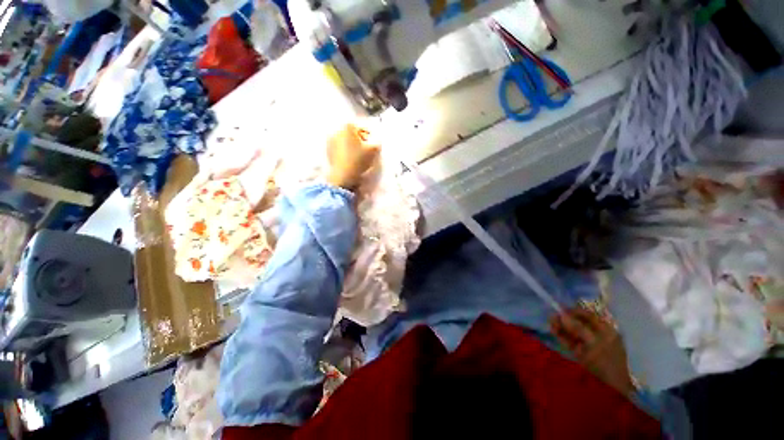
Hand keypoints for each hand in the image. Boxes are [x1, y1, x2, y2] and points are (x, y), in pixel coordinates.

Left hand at [326, 123, 379, 190]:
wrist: (342, 175)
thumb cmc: (358, 160)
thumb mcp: (373, 151)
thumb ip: (377, 142)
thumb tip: (376, 141)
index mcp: (348, 127)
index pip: (361, 127)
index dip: (369, 135)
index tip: (372, 143)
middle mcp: (337, 130)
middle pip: (352, 133)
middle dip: (359, 140)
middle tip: (366, 149)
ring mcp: (330, 140)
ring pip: (345, 140)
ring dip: (352, 145)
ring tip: (358, 155)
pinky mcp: (328, 151)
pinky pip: (339, 148)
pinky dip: (345, 151)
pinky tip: (350, 159)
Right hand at [550, 307, 635, 395]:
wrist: (608, 390)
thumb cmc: (605, 363)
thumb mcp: (594, 343)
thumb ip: (578, 328)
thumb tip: (562, 314)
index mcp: (607, 331)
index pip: (589, 316)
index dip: (574, 312)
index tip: (560, 310)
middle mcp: (598, 336)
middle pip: (579, 323)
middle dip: (565, 320)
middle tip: (552, 318)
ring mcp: (589, 345)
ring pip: (573, 332)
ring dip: (561, 327)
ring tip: (551, 324)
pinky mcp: (581, 354)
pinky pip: (570, 341)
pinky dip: (562, 336)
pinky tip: (554, 331)